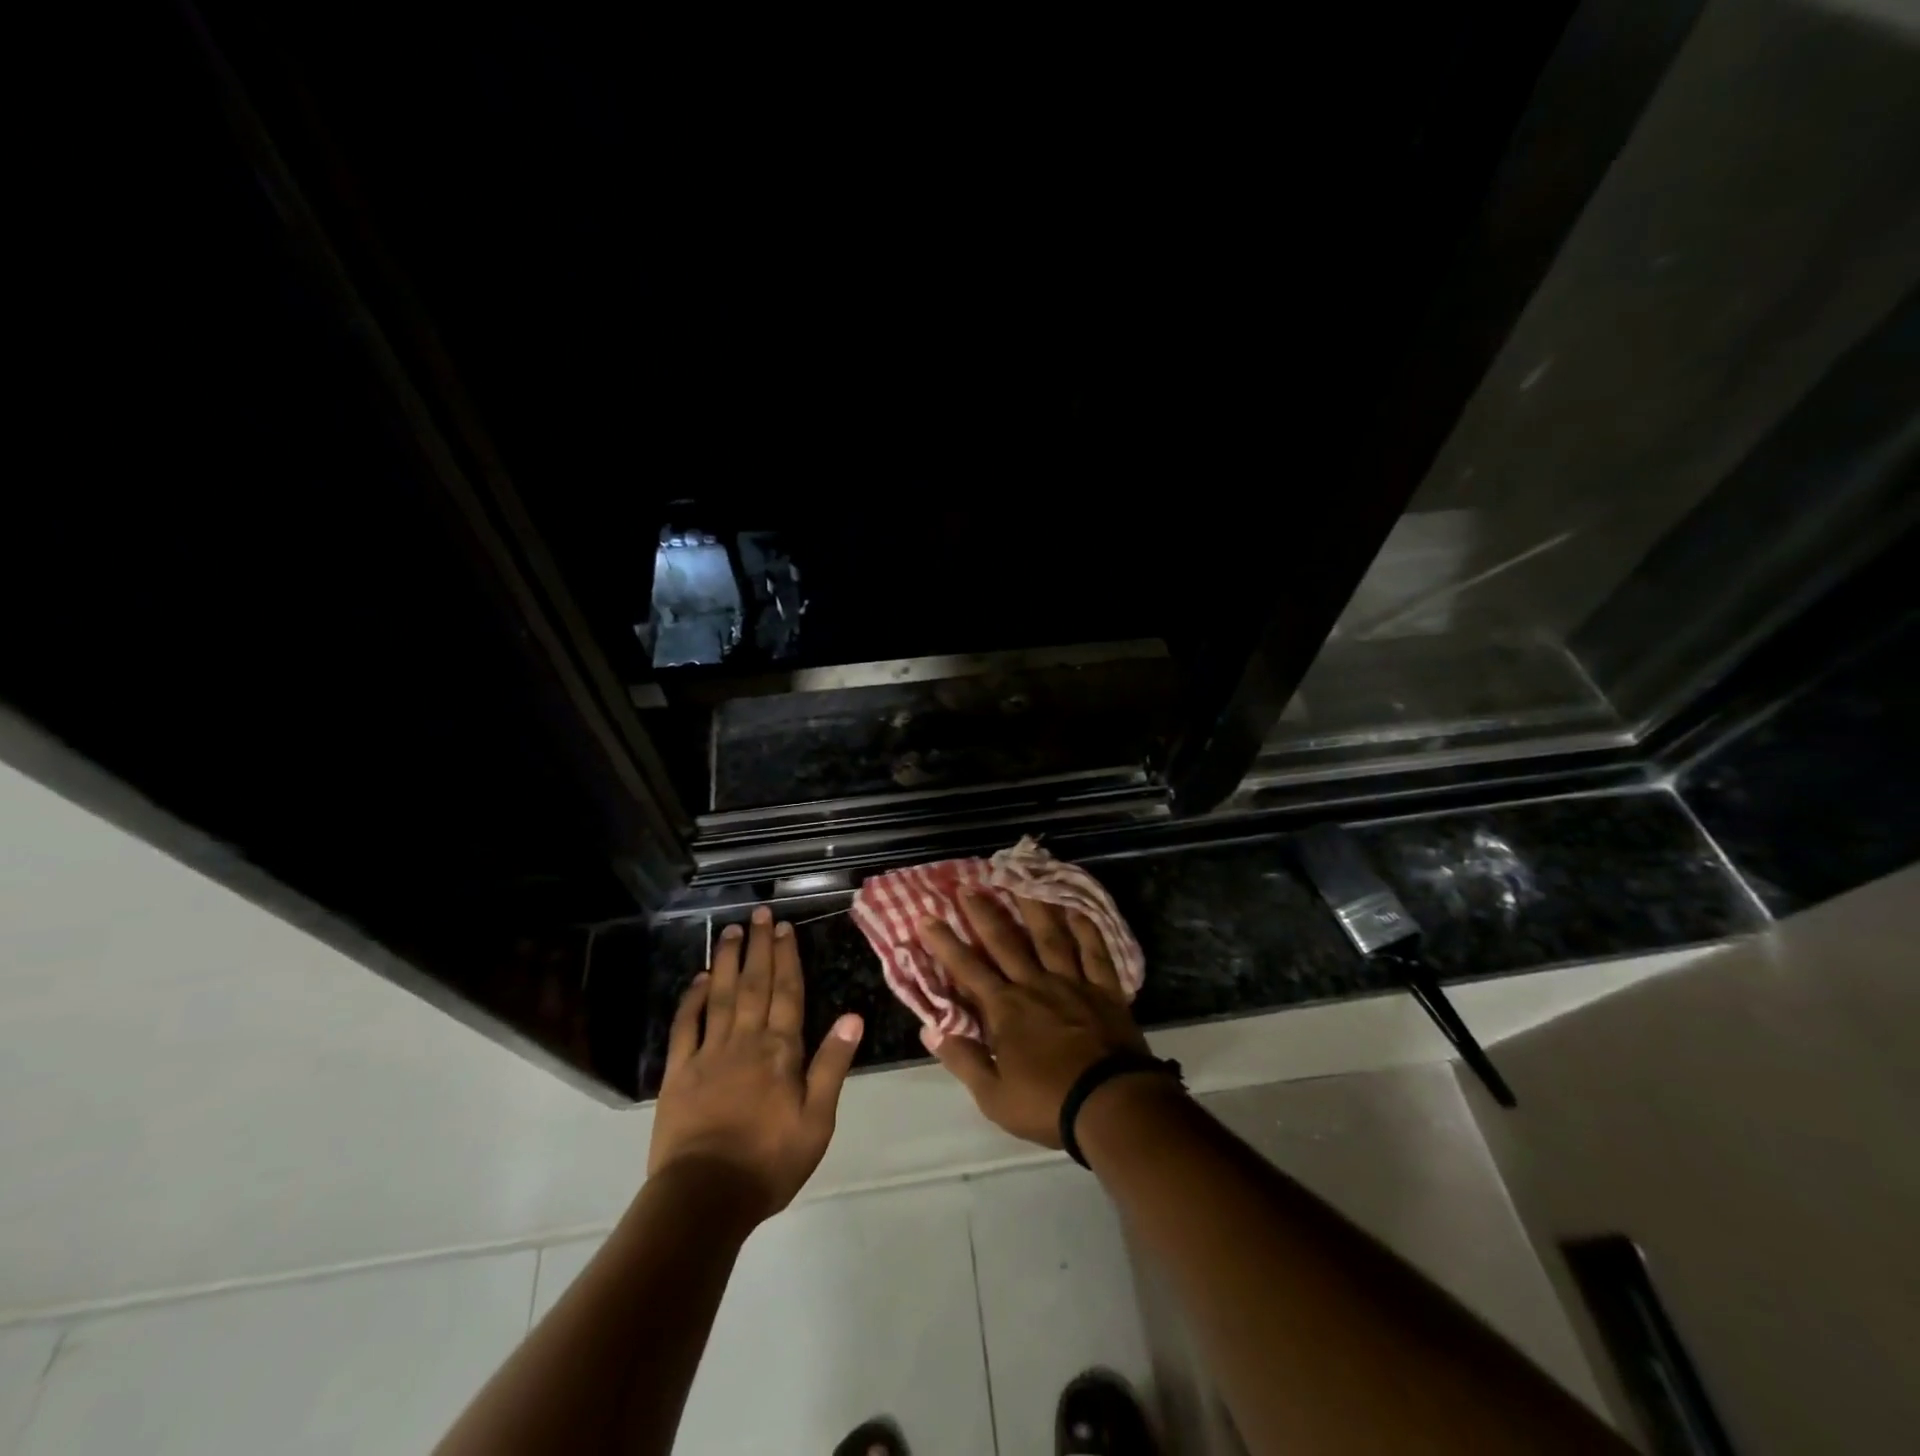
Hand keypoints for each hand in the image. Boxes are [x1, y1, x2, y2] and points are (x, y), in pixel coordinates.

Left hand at [647, 906, 863, 1219]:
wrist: (705, 1197)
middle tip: (761, 915)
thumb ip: (832, 1065)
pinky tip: (699, 979)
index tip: (786, 929)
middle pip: (755, 984)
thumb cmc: (770, 1161)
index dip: (787, 958)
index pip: (787, 993)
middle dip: (760, 947)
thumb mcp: (818, 1120)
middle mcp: (746, 1041)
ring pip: (721, 996)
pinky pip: (686, 1026)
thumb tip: (852, 1016)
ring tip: (731, 930)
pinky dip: (692, 999)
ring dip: (728, 961)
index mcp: (781, 1051)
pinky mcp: (679, 1072)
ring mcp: (709, 1054)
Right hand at [916, 889, 1148, 1146]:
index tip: (927, 917)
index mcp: (1006, 1010)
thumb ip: (962, 1060)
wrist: (1112, 1106)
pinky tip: (1077, 909)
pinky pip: (1095, 952)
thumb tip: (930, 1031)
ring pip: (1050, 936)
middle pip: (1005, 942)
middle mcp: (1036, 985)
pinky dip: (1086, 929)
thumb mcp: (994, 1096)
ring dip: (1033, 907)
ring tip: (1021, 879)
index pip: (968, 970)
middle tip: (968, 885)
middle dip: (983, 913)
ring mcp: (1073, 983)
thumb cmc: (1048, 1104)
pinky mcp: (1105, 990)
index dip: (945, 943)